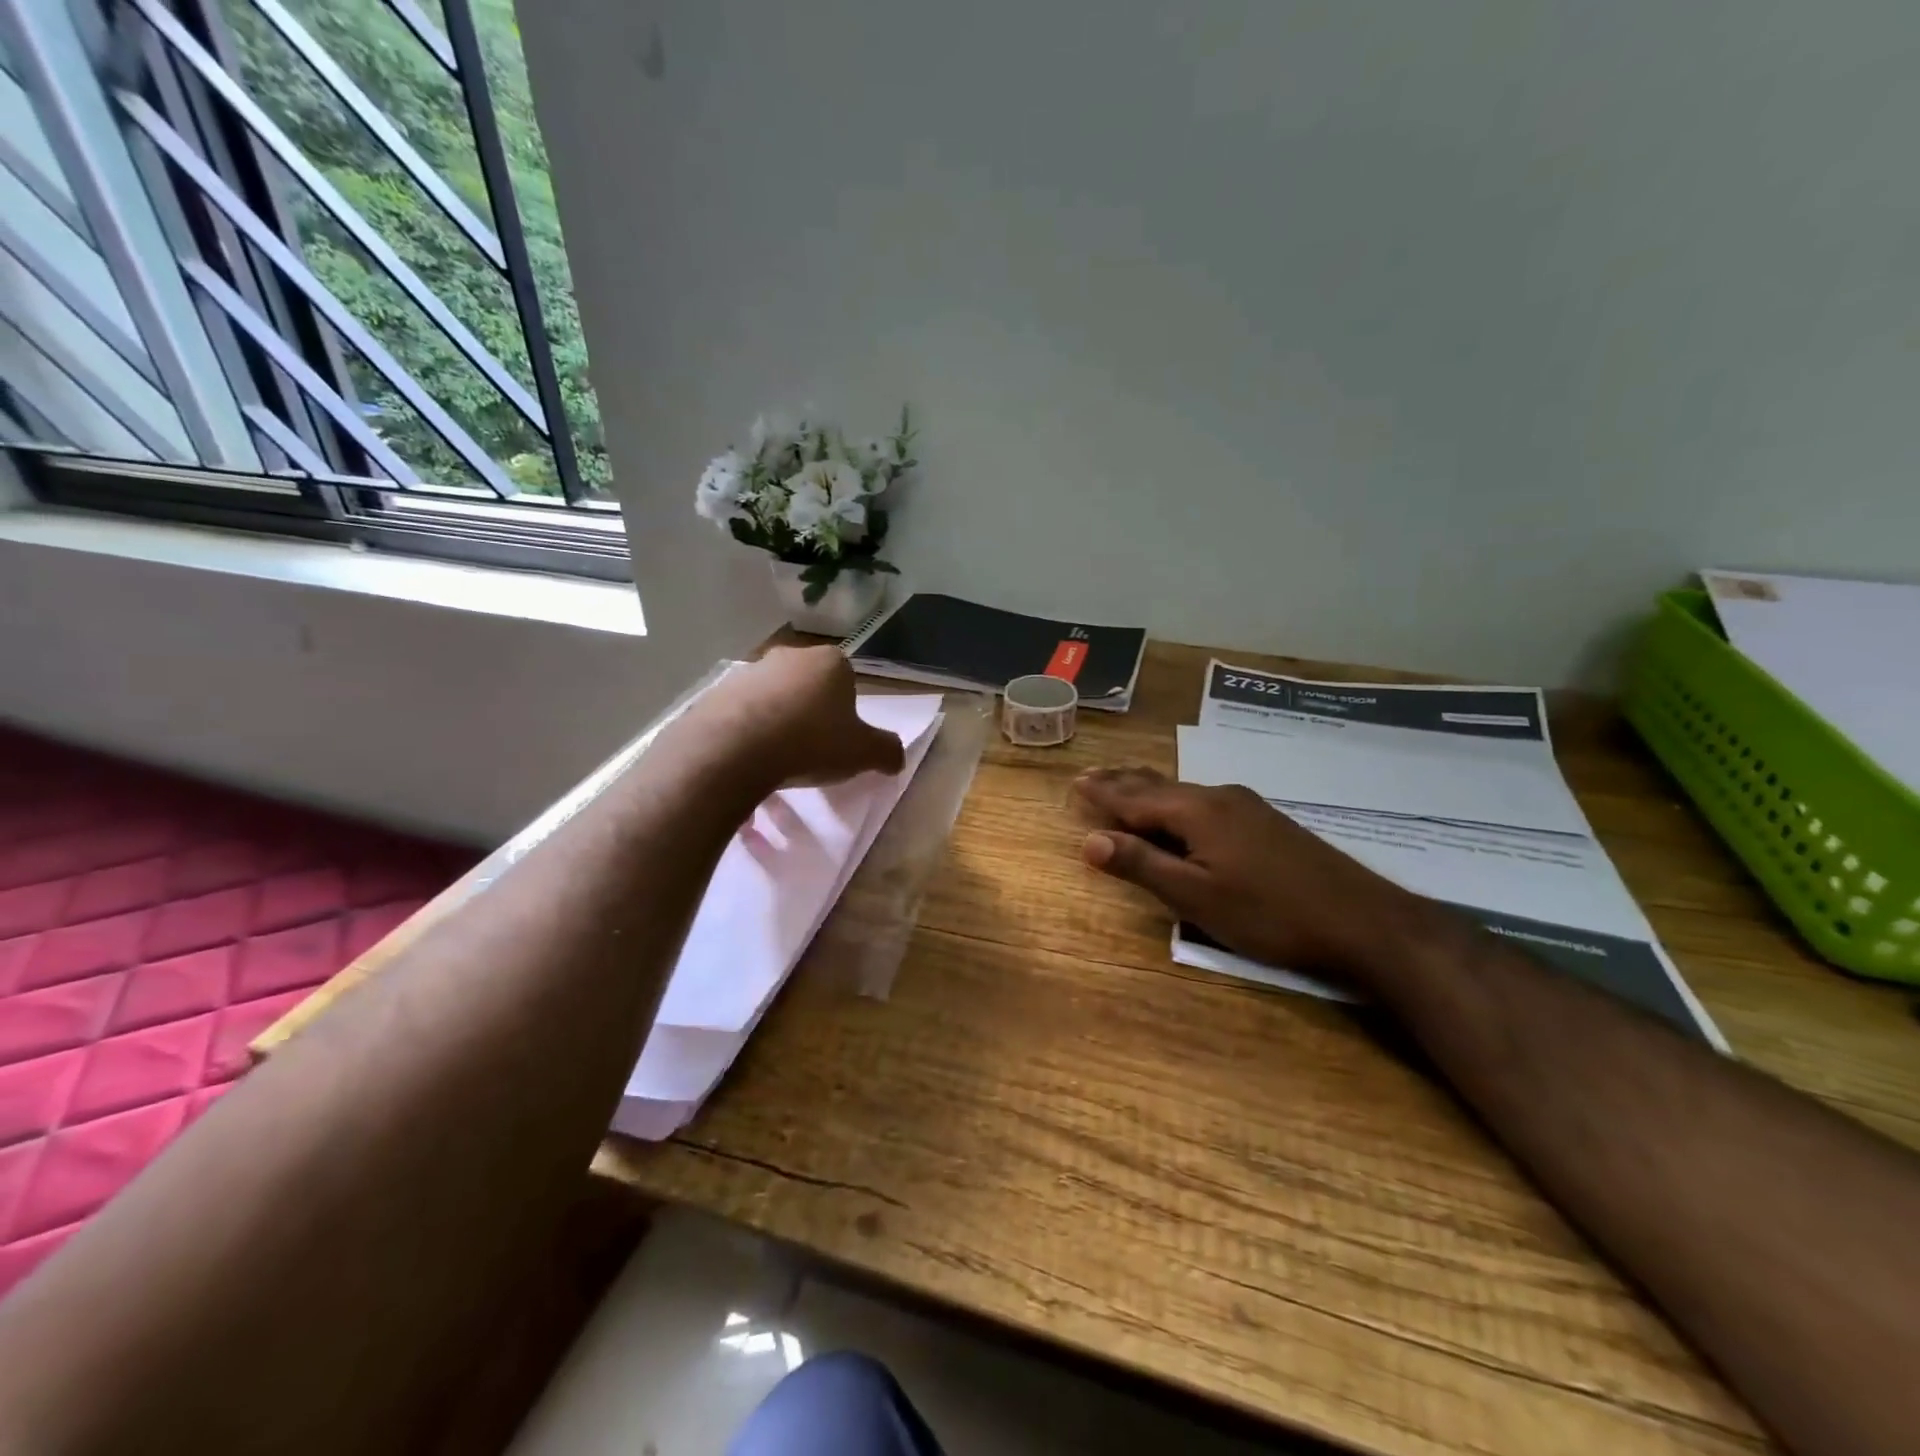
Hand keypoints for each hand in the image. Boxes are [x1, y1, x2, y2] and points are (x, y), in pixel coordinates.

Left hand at [696, 646, 906, 788]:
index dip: (846, 710)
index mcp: (830, 662)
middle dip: (811, 712)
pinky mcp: (717, 692)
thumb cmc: (811, 742)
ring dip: (778, 721)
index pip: (847, 679)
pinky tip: (749, 759)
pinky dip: (748, 731)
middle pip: (808, 685)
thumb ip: (887, 751)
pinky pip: (742, 712)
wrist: (735, 749)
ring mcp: (749, 671)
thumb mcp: (863, 753)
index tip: (841, 739)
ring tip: (777, 759)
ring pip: (774, 697)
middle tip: (812, 749)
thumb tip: (896, 758)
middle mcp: (790, 656)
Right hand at [1073, 767, 1443, 985]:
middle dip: (1122, 783)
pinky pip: (1204, 801)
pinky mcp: (1266, 821)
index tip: (1075, 783)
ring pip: (1183, 792)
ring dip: (1149, 790)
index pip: (1135, 798)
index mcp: (1197, 811)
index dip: (1103, 794)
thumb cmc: (1270, 914)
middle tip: (1090, 776)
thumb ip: (1143, 865)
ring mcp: (1247, 806)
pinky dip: (1176, 802)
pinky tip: (1181, 809)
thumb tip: (1089, 840)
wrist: (1363, 922)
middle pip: (1158, 786)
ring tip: (1125, 786)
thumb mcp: (1197, 898)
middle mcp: (1219, 797)